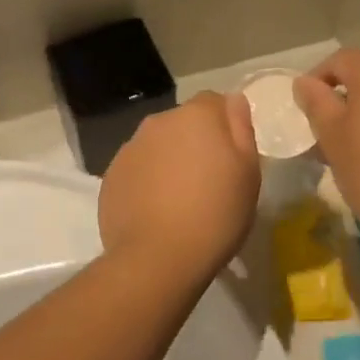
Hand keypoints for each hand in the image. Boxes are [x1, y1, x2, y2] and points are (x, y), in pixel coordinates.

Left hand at [99, 92, 258, 281]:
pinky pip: (137, 170)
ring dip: (169, 161)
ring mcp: (130, 148)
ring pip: (157, 145)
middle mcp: (159, 122)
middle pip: (183, 123)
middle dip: (195, 142)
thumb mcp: (248, 172)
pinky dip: (147, 182)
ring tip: (180, 199)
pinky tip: (157, 211)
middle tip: (209, 180)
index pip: (214, 102)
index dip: (225, 125)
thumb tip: (233, 101)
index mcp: (196, 115)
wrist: (158, 258)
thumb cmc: (216, 214)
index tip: (231, 156)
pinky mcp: (111, 176)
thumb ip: (241, 128)